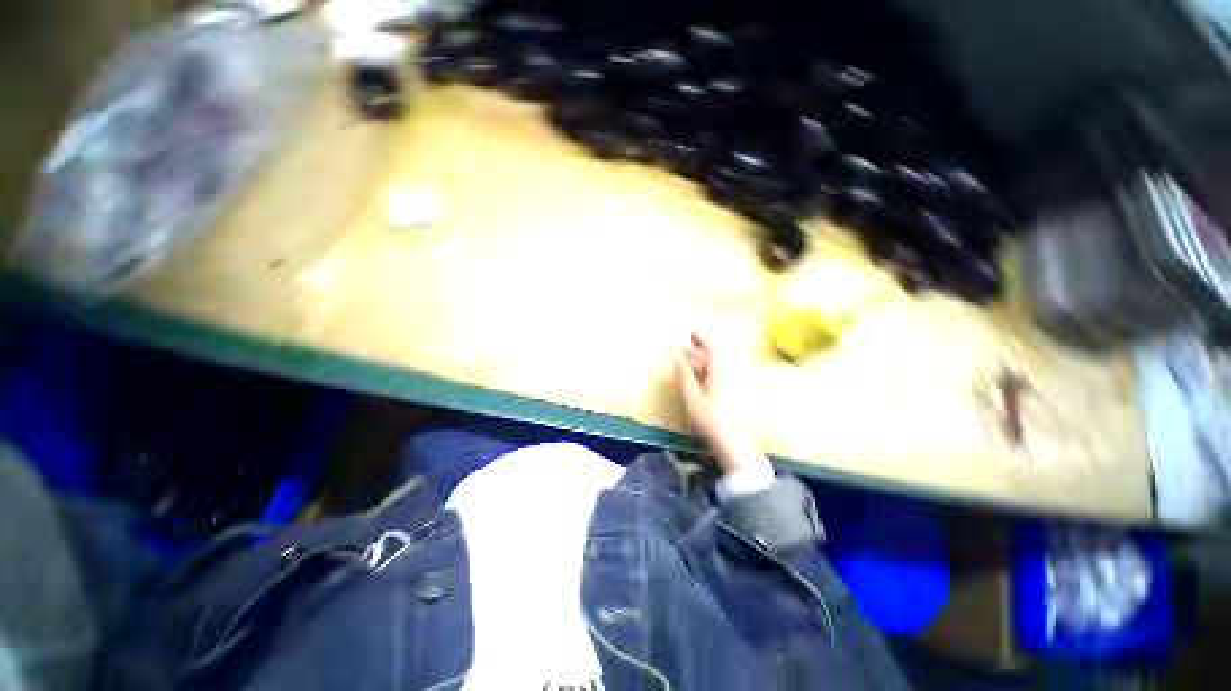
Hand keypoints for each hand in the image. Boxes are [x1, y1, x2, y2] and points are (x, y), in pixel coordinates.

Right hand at [674, 333, 759, 472]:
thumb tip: (678, 359)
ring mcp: (731, 385)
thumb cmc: (710, 419)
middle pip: (716, 357)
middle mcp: (728, 375)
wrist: (731, 442)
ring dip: (704, 361)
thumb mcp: (692, 398)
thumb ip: (685, 377)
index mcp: (719, 373)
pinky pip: (719, 376)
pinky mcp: (731, 395)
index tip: (691, 333)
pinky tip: (700, 379)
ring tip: (691, 363)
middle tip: (688, 348)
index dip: (702, 339)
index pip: (712, 349)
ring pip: (718, 367)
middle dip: (702, 350)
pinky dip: (709, 372)